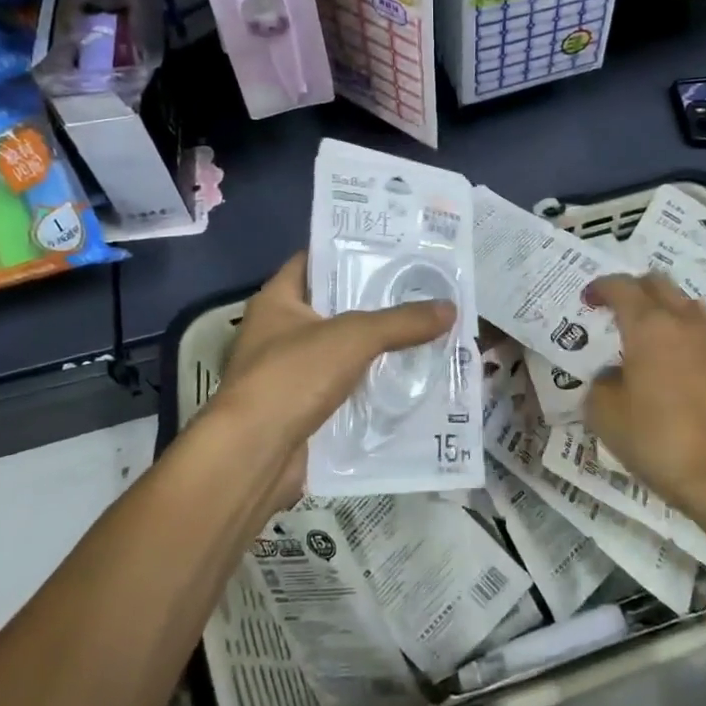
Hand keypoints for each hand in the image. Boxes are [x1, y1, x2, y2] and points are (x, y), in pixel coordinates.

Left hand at [208, 252, 455, 506]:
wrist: (253, 456)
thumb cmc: (292, 377)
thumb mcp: (353, 337)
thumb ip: (401, 321)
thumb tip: (451, 307)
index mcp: (278, 300)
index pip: (315, 260)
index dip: (351, 251)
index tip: (393, 248)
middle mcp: (280, 332)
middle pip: (335, 306)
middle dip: (377, 302)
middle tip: (423, 289)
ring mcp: (290, 373)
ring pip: (344, 350)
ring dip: (379, 347)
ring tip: (427, 330)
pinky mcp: (303, 410)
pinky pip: (346, 388)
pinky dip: (372, 385)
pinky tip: (410, 378)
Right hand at [583, 274, 705, 528]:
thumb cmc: (657, 440)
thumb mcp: (605, 414)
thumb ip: (601, 382)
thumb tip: (613, 375)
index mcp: (648, 326)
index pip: (621, 286)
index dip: (600, 287)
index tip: (587, 301)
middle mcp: (683, 322)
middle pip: (657, 282)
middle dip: (632, 288)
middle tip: (614, 309)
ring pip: (685, 302)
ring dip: (662, 305)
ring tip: (646, 331)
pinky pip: (702, 330)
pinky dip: (683, 331)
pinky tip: (674, 359)